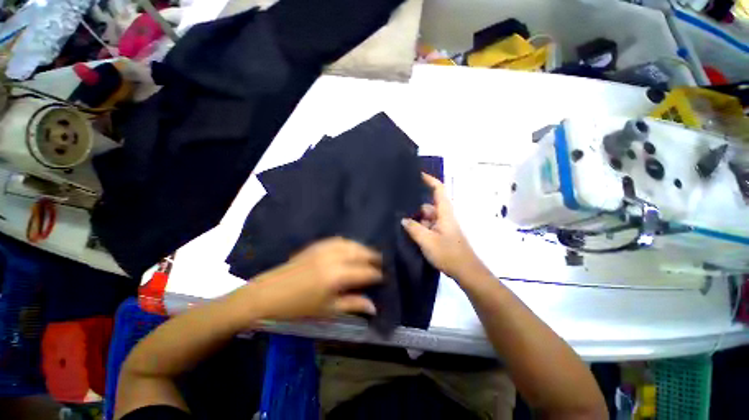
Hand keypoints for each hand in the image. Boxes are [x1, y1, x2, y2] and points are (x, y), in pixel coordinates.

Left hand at [234, 237, 382, 320]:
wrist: (269, 294)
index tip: (383, 278)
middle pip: (361, 253)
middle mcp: (334, 258)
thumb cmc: (299, 307)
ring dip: (363, 248)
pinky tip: (352, 247)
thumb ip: (353, 304)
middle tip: (381, 263)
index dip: (377, 275)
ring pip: (351, 244)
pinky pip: (339, 240)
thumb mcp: (328, 310)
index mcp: (338, 276)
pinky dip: (349, 243)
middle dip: (374, 258)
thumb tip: (374, 307)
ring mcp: (325, 248)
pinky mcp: (317, 245)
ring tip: (370, 254)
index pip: (365, 272)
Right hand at [402, 173, 485, 280]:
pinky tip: (408, 233)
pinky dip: (419, 228)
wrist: (465, 271)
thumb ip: (414, 228)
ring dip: (416, 219)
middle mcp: (444, 217)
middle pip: (428, 205)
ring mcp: (443, 227)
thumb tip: (403, 220)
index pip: (438, 190)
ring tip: (399, 221)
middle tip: (398, 208)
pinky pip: (428, 226)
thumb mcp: (427, 240)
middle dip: (415, 207)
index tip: (417, 174)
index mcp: (444, 213)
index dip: (429, 180)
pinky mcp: (441, 236)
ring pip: (427, 217)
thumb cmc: (448, 253)